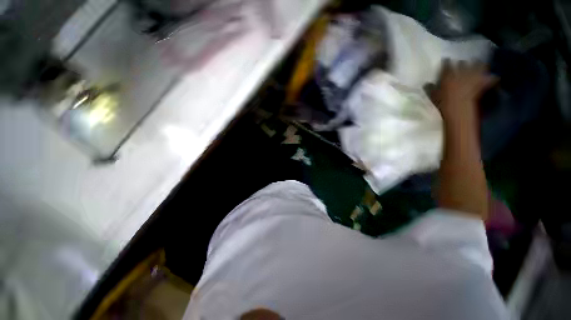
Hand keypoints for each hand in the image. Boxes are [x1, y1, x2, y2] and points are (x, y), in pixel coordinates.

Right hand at [430, 59, 497, 123]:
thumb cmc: (443, 102)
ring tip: (479, 63)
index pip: (446, 65)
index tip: (446, 60)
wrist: (459, 109)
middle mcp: (461, 72)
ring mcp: (473, 77)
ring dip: (478, 64)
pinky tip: (493, 77)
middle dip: (462, 62)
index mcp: (448, 74)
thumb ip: (430, 88)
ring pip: (477, 66)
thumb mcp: (433, 96)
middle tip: (462, 62)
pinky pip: (490, 79)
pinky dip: (491, 78)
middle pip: (462, 63)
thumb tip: (426, 83)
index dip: (446, 62)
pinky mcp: (481, 84)